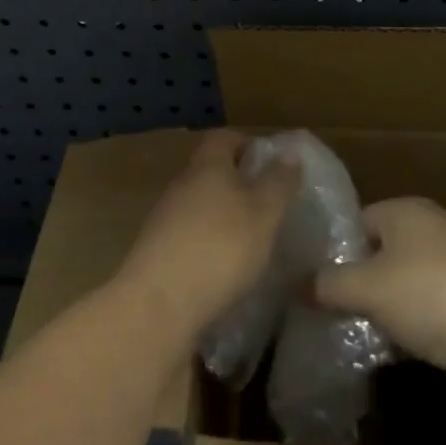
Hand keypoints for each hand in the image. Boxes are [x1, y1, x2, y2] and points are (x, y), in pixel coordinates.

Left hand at [114, 130, 298, 347]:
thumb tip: (288, 153)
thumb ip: (278, 182)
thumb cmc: (220, 248)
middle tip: (268, 205)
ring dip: (223, 217)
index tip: (271, 164)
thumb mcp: (264, 213)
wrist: (158, 306)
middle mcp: (181, 185)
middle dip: (238, 183)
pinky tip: (225, 269)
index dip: (248, 144)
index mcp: (207, 166)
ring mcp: (164, 220)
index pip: (224, 138)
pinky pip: (189, 237)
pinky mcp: (157, 253)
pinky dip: (208, 245)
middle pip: (210, 171)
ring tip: (251, 240)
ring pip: (199, 205)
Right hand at [313, 198, 445, 412]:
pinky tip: (400, 351)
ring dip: (387, 309)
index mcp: (407, 211)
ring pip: (408, 284)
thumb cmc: (432, 297)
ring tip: (357, 335)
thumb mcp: (367, 288)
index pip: (358, 221)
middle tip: (329, 312)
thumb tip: (297, 283)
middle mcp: (435, 229)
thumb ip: (328, 284)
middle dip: (359, 283)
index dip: (334, 250)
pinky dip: (417, 327)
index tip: (312, 282)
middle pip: (383, 253)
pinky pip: (433, 309)